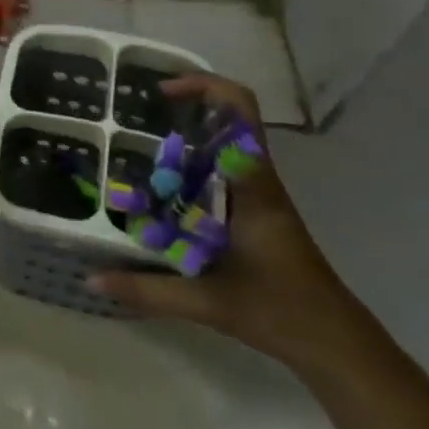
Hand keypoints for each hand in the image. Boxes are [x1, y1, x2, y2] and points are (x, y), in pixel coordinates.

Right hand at [90, 73, 366, 373]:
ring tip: (140, 151)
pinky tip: (163, 193)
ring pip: (223, 146)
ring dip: (186, 140)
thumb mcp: (209, 302)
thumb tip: (93, 280)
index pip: (239, 110)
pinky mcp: (256, 213)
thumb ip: (148, 291)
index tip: (160, 93)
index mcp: (251, 184)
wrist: (335, 343)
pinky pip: (221, 172)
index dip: (203, 85)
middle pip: (228, 119)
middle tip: (138, 120)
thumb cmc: (280, 312)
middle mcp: (256, 179)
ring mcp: (258, 195)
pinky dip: (191, 170)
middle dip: (184, 110)